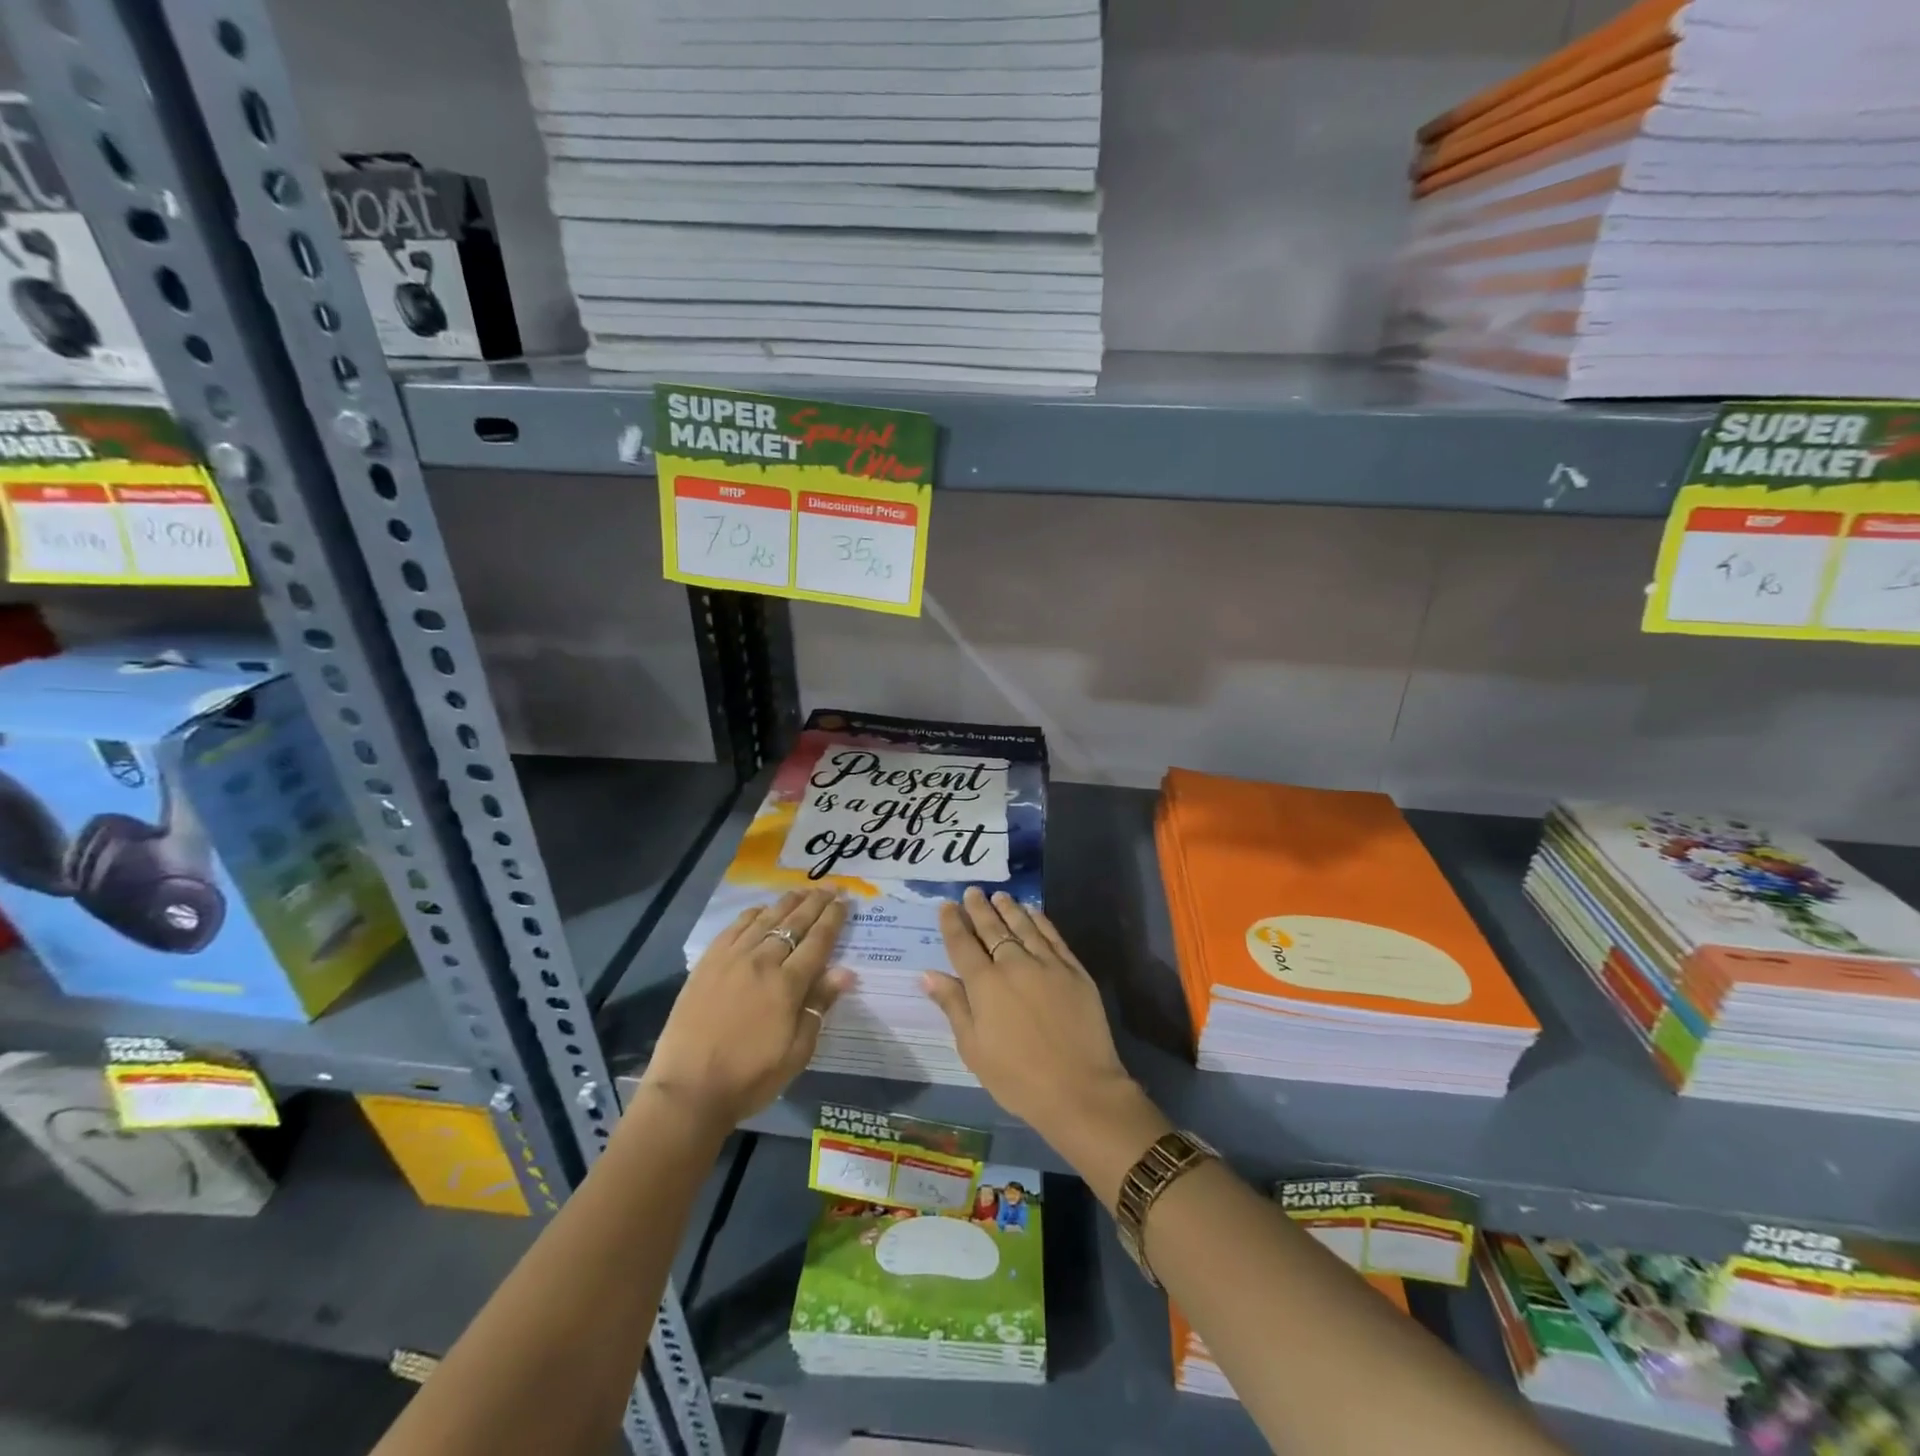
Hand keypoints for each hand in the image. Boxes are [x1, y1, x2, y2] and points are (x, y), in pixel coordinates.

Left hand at [642, 888, 853, 1130]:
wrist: (689, 1090)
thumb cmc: (750, 1077)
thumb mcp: (797, 1052)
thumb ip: (819, 1006)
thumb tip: (846, 971)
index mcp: (788, 985)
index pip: (818, 941)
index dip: (834, 919)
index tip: (846, 901)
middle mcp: (762, 962)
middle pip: (794, 923)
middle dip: (816, 903)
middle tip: (831, 888)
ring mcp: (731, 959)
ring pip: (765, 919)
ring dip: (787, 902)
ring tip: (802, 890)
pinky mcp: (707, 964)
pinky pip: (734, 928)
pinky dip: (752, 914)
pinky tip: (761, 909)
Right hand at [921, 887, 1138, 1143]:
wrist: (1080, 1089)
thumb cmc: (1017, 1078)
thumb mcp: (974, 1049)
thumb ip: (953, 1006)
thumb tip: (929, 974)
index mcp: (985, 985)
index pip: (963, 944)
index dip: (952, 923)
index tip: (947, 905)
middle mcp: (1014, 964)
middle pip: (992, 929)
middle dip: (979, 909)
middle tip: (972, 891)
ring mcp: (1047, 964)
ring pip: (1023, 926)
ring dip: (1009, 909)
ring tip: (999, 896)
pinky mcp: (1073, 970)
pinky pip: (1053, 936)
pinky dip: (1040, 920)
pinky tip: (1033, 912)